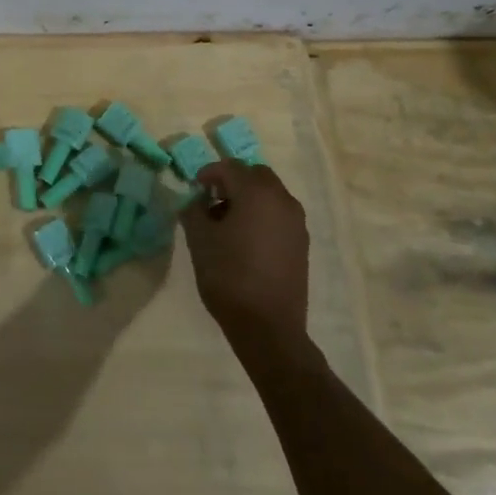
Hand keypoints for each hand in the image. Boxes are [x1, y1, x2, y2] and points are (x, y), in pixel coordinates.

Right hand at [183, 161, 310, 336]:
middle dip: (232, 181)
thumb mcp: (199, 240)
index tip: (193, 189)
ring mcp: (296, 223)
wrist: (268, 327)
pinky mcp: (302, 243)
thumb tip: (194, 200)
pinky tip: (245, 240)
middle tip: (211, 200)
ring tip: (226, 223)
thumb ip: (193, 211)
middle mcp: (282, 200)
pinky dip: (262, 215)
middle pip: (255, 175)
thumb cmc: (228, 276)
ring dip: (248, 198)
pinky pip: (279, 215)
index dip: (208, 174)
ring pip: (270, 194)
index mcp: (257, 193)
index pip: (230, 167)